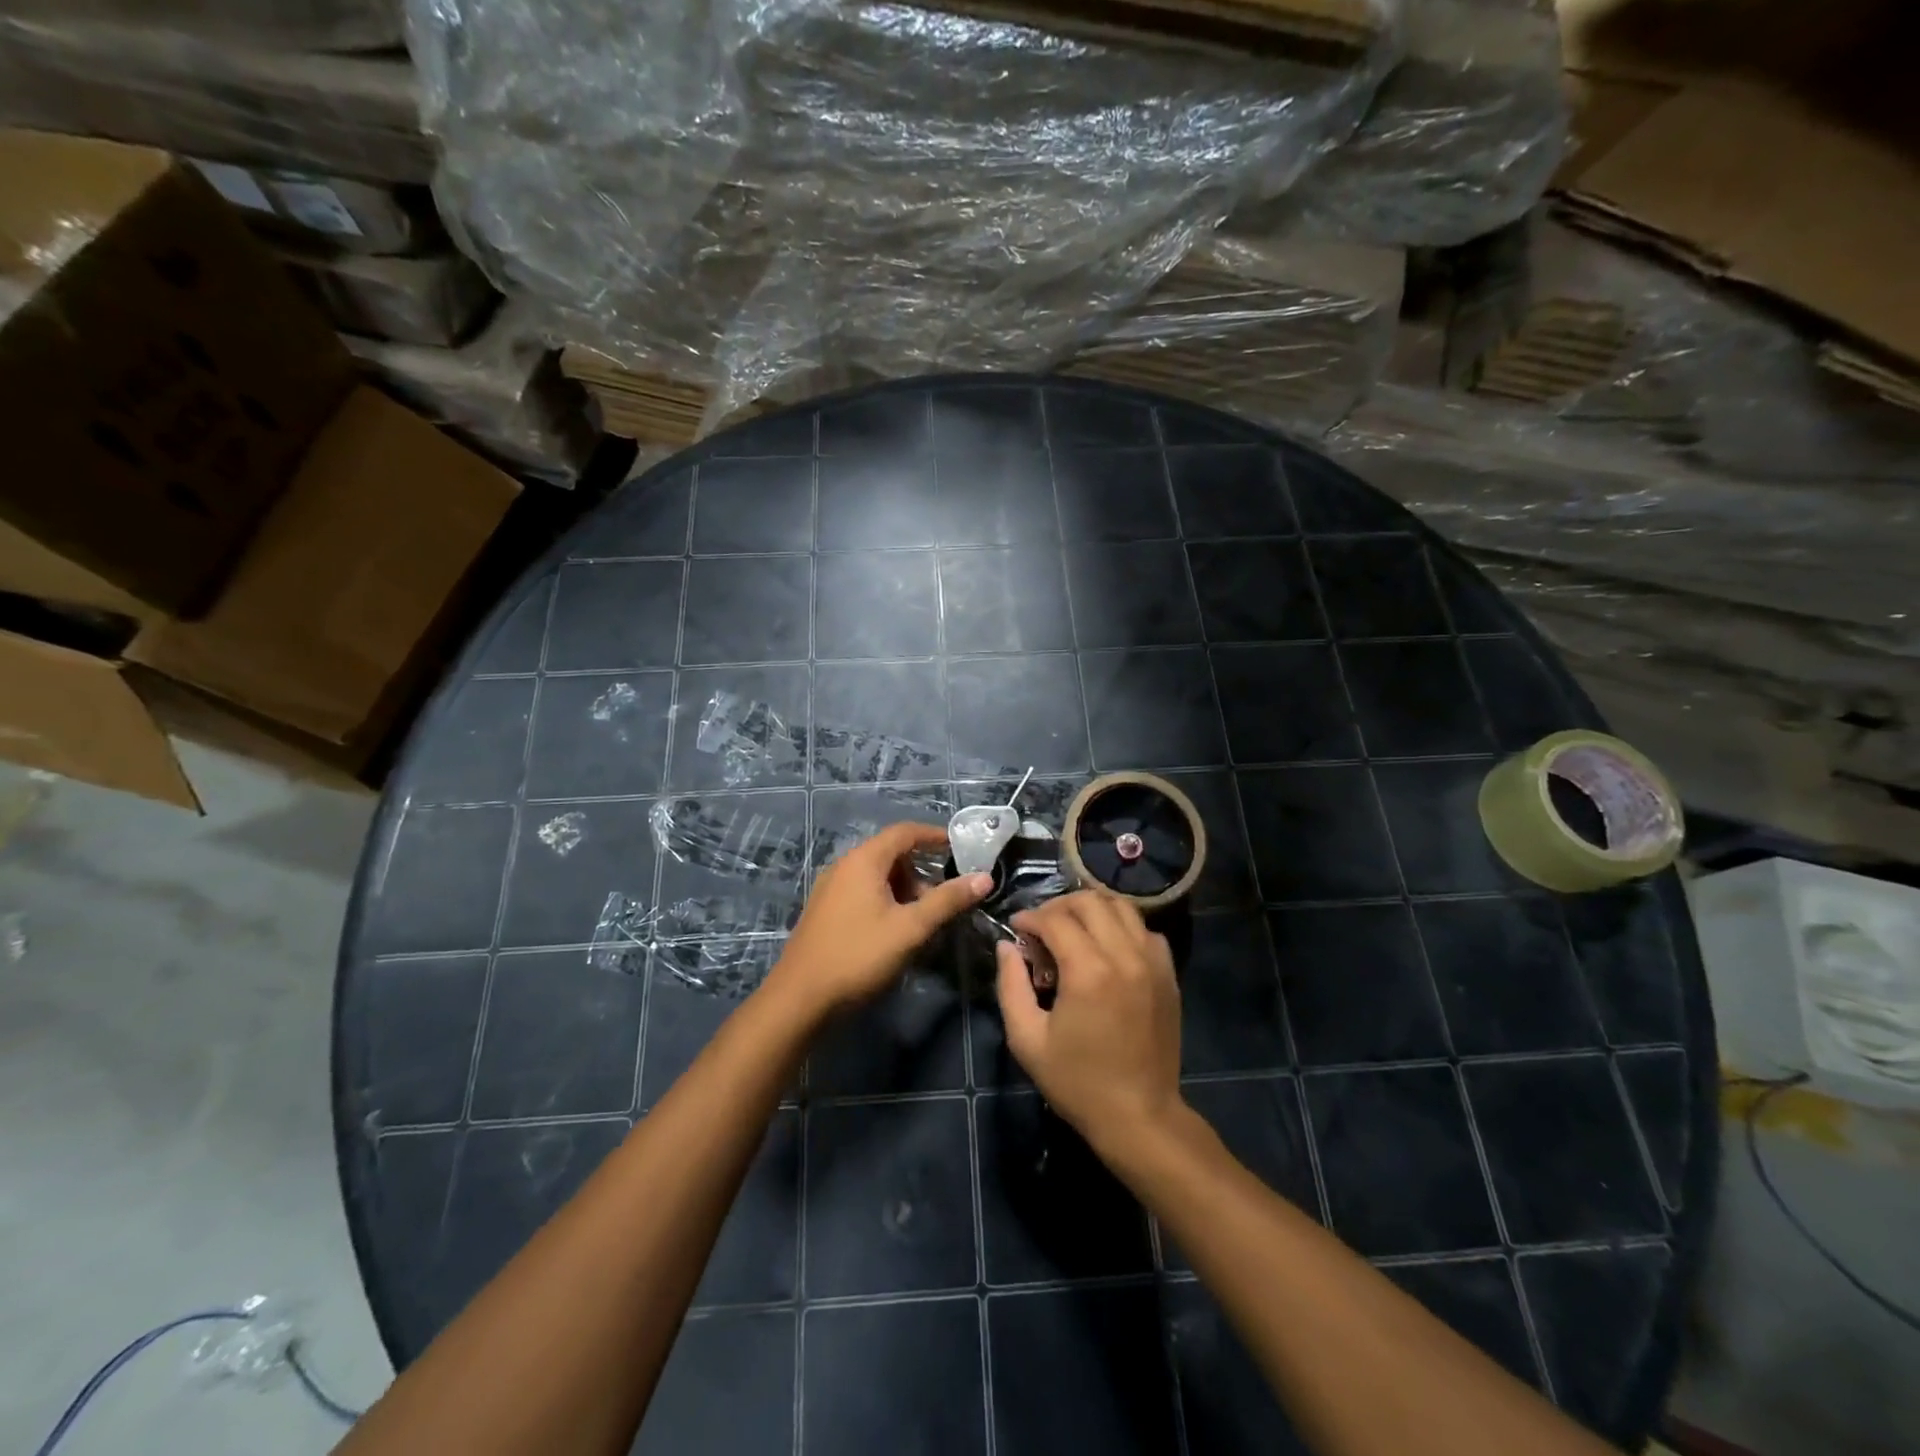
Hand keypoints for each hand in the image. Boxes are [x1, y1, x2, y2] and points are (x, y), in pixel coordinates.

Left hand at [773, 822, 990, 1016]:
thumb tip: (984, 877)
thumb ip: (947, 900)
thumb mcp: (910, 928)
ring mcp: (830, 889)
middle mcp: (844, 866)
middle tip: (943, 898)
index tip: (960, 848)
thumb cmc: (858, 956)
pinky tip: (895, 930)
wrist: (799, 999)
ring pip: (876, 876)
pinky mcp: (825, 911)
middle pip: (890, 854)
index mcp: (863, 860)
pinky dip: (885, 900)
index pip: (904, 832)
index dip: (934, 836)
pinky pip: (862, 892)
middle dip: (921, 871)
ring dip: (903, 889)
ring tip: (922, 920)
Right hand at [995, 891, 1183, 1155]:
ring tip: (1073, 930)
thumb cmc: (1077, 1082)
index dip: (1029, 918)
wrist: (1140, 1116)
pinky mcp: (1168, 974)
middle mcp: (1124, 955)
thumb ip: (1011, 985)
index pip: (1055, 920)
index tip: (1015, 929)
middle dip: (1058, 906)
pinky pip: (1145, 930)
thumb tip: (1006, 946)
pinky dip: (1122, 927)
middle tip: (1041, 928)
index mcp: (1088, 971)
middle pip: (1090, 902)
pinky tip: (1107, 948)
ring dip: (1092, 910)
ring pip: (1121, 907)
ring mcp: (1152, 962)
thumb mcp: (1027, 1039)